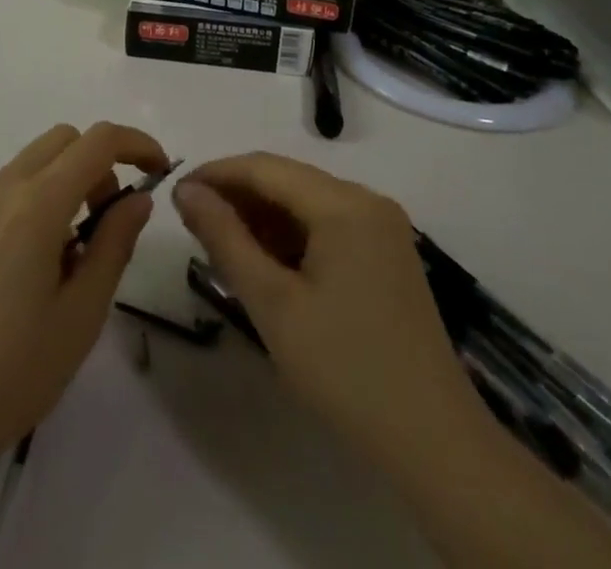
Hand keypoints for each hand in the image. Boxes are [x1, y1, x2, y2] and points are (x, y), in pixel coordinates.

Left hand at [0, 122, 168, 474]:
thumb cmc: (9, 373)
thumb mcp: (80, 315)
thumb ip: (114, 245)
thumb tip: (138, 199)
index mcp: (37, 203)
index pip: (98, 141)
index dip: (137, 144)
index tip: (160, 172)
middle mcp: (3, 188)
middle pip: (64, 139)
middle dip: (101, 163)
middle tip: (112, 220)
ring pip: (35, 161)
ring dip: (69, 180)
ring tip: (75, 253)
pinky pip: (10, 187)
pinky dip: (39, 197)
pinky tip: (37, 264)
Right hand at [173, 153, 493, 481]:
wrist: (434, 442)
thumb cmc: (345, 370)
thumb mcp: (272, 304)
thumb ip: (225, 238)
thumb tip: (186, 191)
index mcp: (343, 203)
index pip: (265, 167)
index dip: (216, 174)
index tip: (176, 194)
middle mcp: (367, 200)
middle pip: (288, 179)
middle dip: (238, 196)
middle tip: (194, 225)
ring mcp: (382, 226)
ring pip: (307, 202)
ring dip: (263, 216)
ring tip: (223, 246)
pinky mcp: (387, 252)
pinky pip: (328, 224)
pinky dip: (292, 235)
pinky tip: (267, 263)